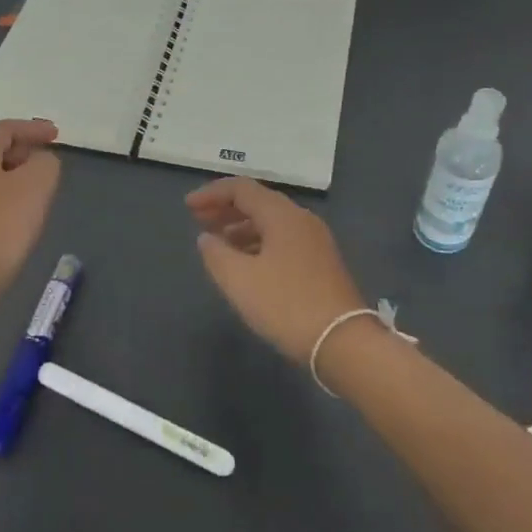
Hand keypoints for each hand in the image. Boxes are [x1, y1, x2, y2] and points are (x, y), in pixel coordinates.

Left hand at [0, 119, 61, 305]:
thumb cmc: (1, 224)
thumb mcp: (36, 185)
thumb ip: (45, 164)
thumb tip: (40, 161)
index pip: (4, 129)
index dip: (33, 129)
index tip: (57, 135)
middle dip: (22, 151)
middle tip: (47, 161)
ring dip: (13, 175)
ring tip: (37, 187)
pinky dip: (3, 194)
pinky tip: (17, 212)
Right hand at [186, 177, 365, 364]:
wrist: (344, 342)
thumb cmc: (286, 305)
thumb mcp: (239, 280)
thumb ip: (216, 254)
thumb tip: (206, 238)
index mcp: (282, 215)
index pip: (241, 189)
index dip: (211, 194)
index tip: (188, 207)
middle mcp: (301, 219)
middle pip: (258, 201)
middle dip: (225, 208)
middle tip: (198, 220)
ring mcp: (315, 241)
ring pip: (271, 222)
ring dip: (241, 226)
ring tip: (218, 243)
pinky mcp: (321, 263)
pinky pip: (283, 239)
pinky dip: (258, 242)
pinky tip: (246, 263)